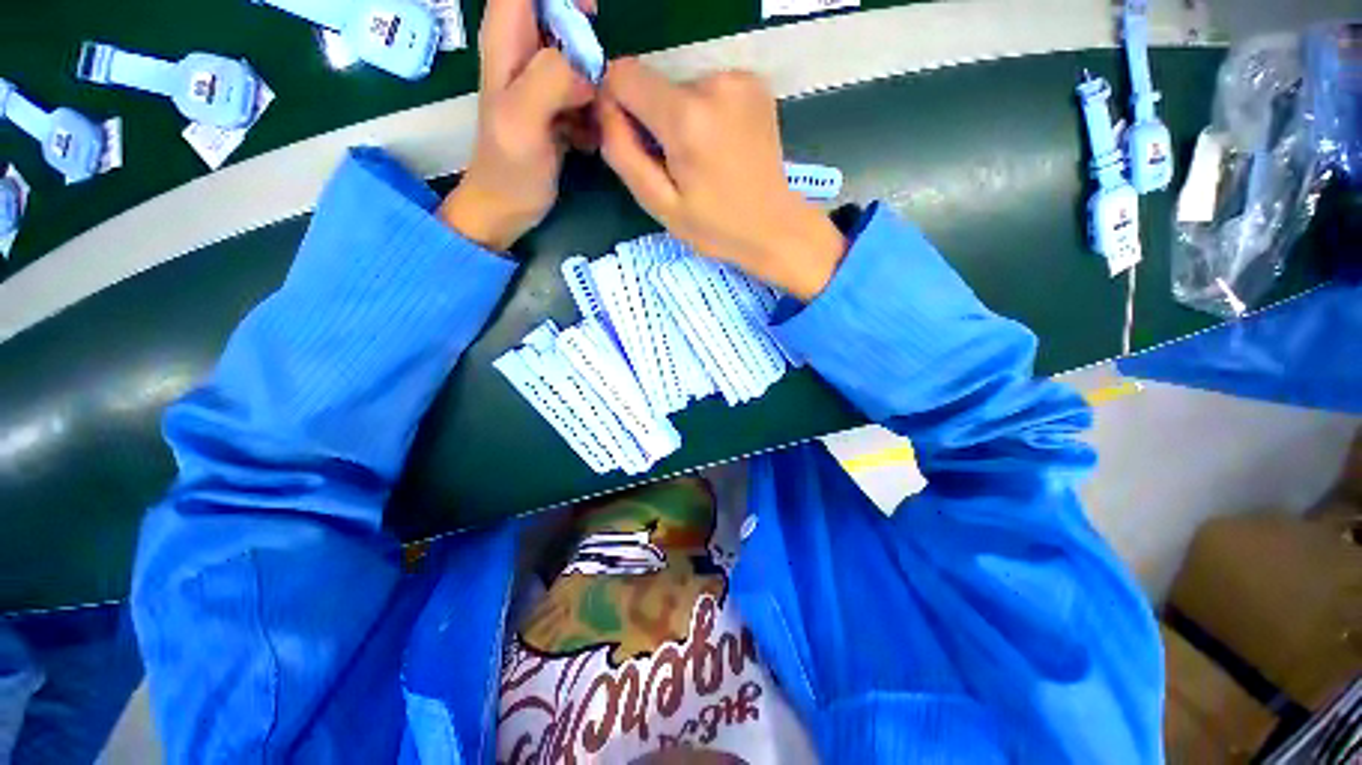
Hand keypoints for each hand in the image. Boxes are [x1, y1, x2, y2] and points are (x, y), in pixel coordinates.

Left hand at [439, 0, 598, 250]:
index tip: (589, 16)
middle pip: (558, 12)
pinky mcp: (556, 104)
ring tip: (594, 117)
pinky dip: (595, 106)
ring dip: (595, 78)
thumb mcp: (524, 121)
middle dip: (585, 35)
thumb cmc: (509, 168)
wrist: (507, 208)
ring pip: (576, 51)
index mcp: (506, 39)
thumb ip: (551, 80)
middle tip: (597, 80)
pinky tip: (589, 135)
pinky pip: (584, 88)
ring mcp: (541, 79)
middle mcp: (523, 49)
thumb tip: (587, 70)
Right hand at [598, 60, 845, 299]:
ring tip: (702, 160)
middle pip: (655, 83)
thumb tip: (605, 108)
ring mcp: (739, 79)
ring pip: (681, 86)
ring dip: (681, 118)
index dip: (618, 104)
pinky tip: (720, 147)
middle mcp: (714, 83)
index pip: (624, 75)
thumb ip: (623, 153)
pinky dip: (705, 113)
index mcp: (686, 118)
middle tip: (677, 165)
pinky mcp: (754, 83)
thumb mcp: (659, 204)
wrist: (773, 227)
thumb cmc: (715, 227)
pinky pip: (708, 88)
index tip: (633, 141)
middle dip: (654, 120)